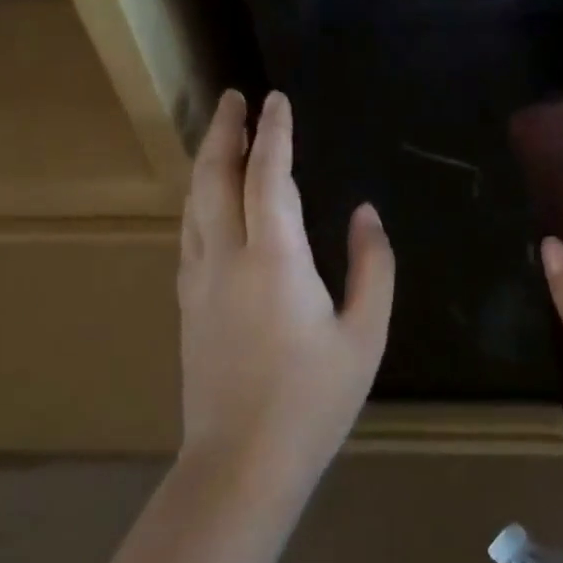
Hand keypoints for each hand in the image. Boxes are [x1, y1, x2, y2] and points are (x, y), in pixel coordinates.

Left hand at [176, 90, 392, 491]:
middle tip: (234, 97)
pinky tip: (209, 198)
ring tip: (221, 133)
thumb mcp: (365, 334)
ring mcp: (199, 281)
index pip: (269, 177)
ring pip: (194, 203)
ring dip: (207, 160)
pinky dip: (200, 198)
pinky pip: (190, 232)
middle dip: (225, 132)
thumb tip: (366, 213)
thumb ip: (373, 266)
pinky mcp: (188, 303)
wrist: (240, 465)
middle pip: (215, 178)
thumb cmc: (313, 400)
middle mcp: (227, 258)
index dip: (274, 134)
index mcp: (275, 260)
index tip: (278, 99)